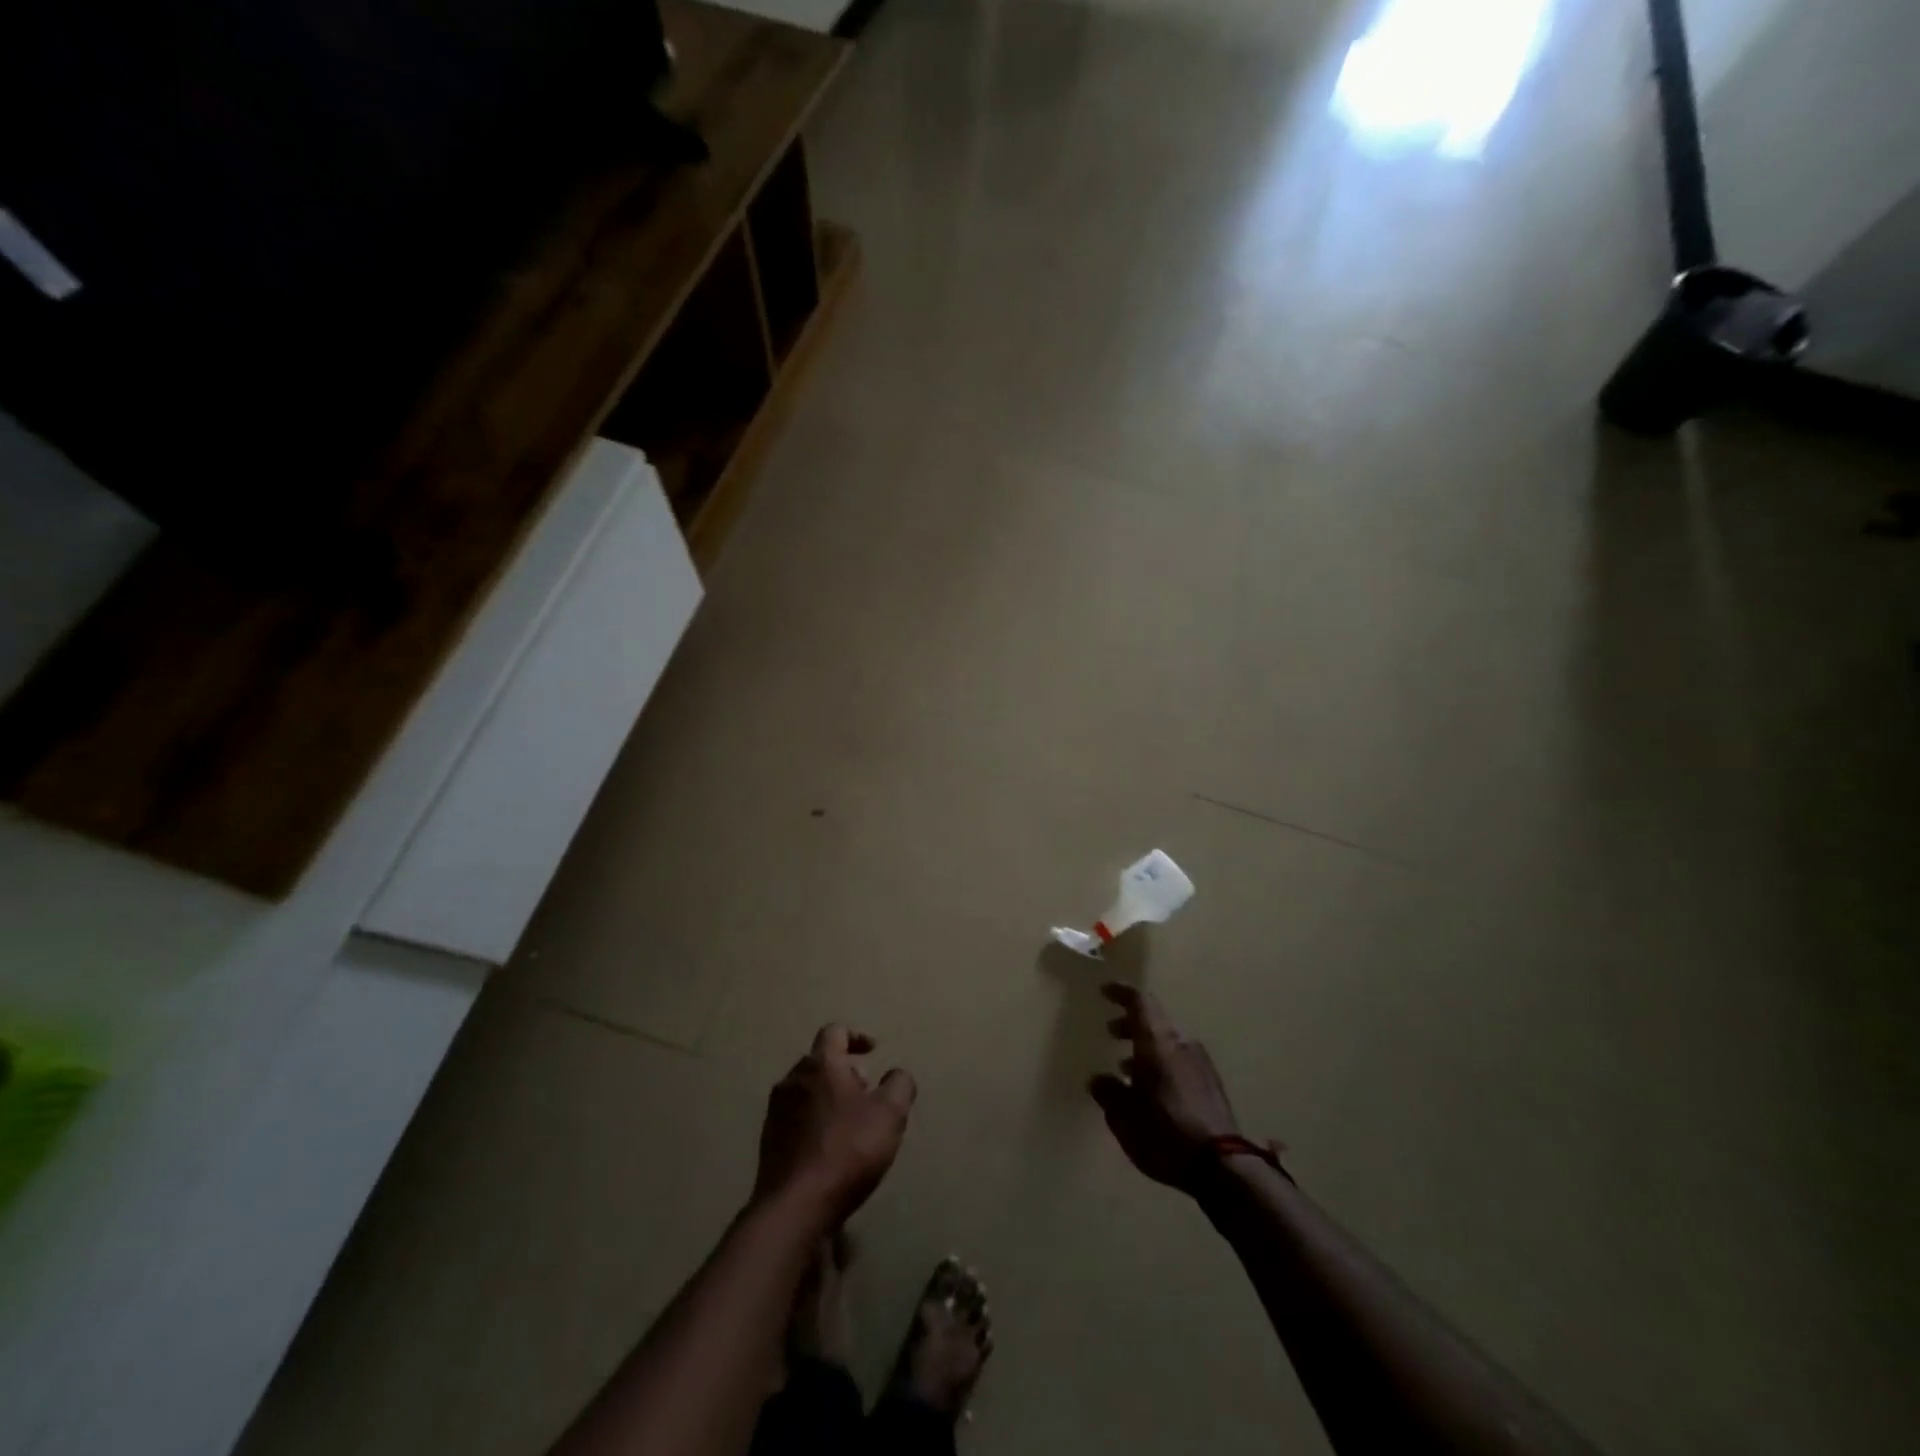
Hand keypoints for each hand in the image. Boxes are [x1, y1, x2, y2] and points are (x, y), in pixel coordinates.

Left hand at [755, 1024, 915, 1225]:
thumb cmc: (846, 1150)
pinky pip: (795, 1120)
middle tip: (867, 1093)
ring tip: (851, 1123)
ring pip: (806, 1091)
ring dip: (828, 1098)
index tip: (873, 1051)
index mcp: (820, 1064)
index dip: (856, 1036)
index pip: (835, 1032)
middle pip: (819, 1062)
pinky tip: (830, 1150)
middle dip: (845, 1072)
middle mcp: (792, 1080)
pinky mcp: (768, 1143)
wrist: (794, 1208)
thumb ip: (899, 1084)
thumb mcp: (890, 1114)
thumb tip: (897, 1074)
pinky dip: (814, 1123)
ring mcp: (775, 1112)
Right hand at [1090, 983, 1243, 1191]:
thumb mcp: (1123, 1115)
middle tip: (1111, 1034)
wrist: (1222, 1167)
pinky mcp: (1212, 1087)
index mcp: (1157, 1042)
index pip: (1140, 1002)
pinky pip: (1181, 1064)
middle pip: (1154, 1022)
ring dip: (1145, 1051)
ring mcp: (1201, 1064)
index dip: (1120, 993)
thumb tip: (1098, 1079)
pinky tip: (1152, 1094)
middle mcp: (1181, 1044)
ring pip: (1168, 1045)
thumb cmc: (1164, 1131)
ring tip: (1125, 1071)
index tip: (1104, 992)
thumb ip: (1108, 1092)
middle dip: (1130, 1025)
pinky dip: (1162, 1067)